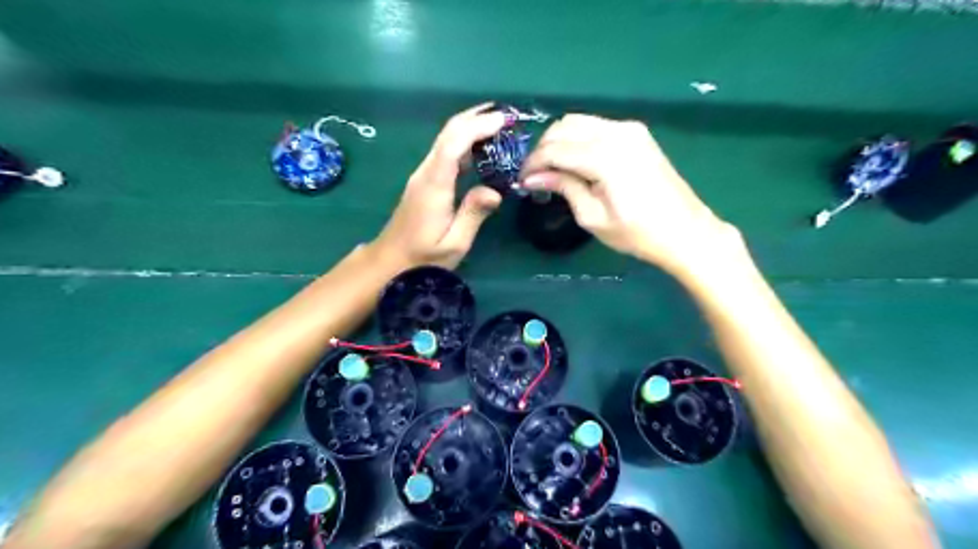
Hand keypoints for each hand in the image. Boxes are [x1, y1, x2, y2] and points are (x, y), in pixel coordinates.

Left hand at [374, 103, 508, 270]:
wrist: (389, 263)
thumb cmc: (422, 259)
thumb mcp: (453, 244)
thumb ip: (473, 215)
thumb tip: (495, 191)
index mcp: (434, 185)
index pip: (454, 143)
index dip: (478, 126)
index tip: (504, 120)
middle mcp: (426, 172)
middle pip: (448, 133)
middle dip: (477, 118)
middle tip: (508, 116)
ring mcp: (423, 175)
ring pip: (446, 139)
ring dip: (472, 127)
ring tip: (501, 126)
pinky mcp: (425, 181)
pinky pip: (446, 152)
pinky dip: (466, 142)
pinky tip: (483, 148)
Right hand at [518, 116, 742, 279]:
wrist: (685, 231)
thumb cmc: (638, 234)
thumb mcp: (593, 217)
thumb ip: (564, 187)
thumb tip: (533, 177)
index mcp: (605, 156)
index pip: (555, 149)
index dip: (533, 163)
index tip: (522, 180)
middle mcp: (616, 132)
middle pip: (564, 127)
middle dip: (543, 148)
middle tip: (536, 175)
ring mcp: (629, 129)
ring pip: (579, 121)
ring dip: (560, 141)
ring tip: (552, 169)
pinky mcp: (636, 133)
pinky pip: (596, 126)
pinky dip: (578, 139)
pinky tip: (575, 161)